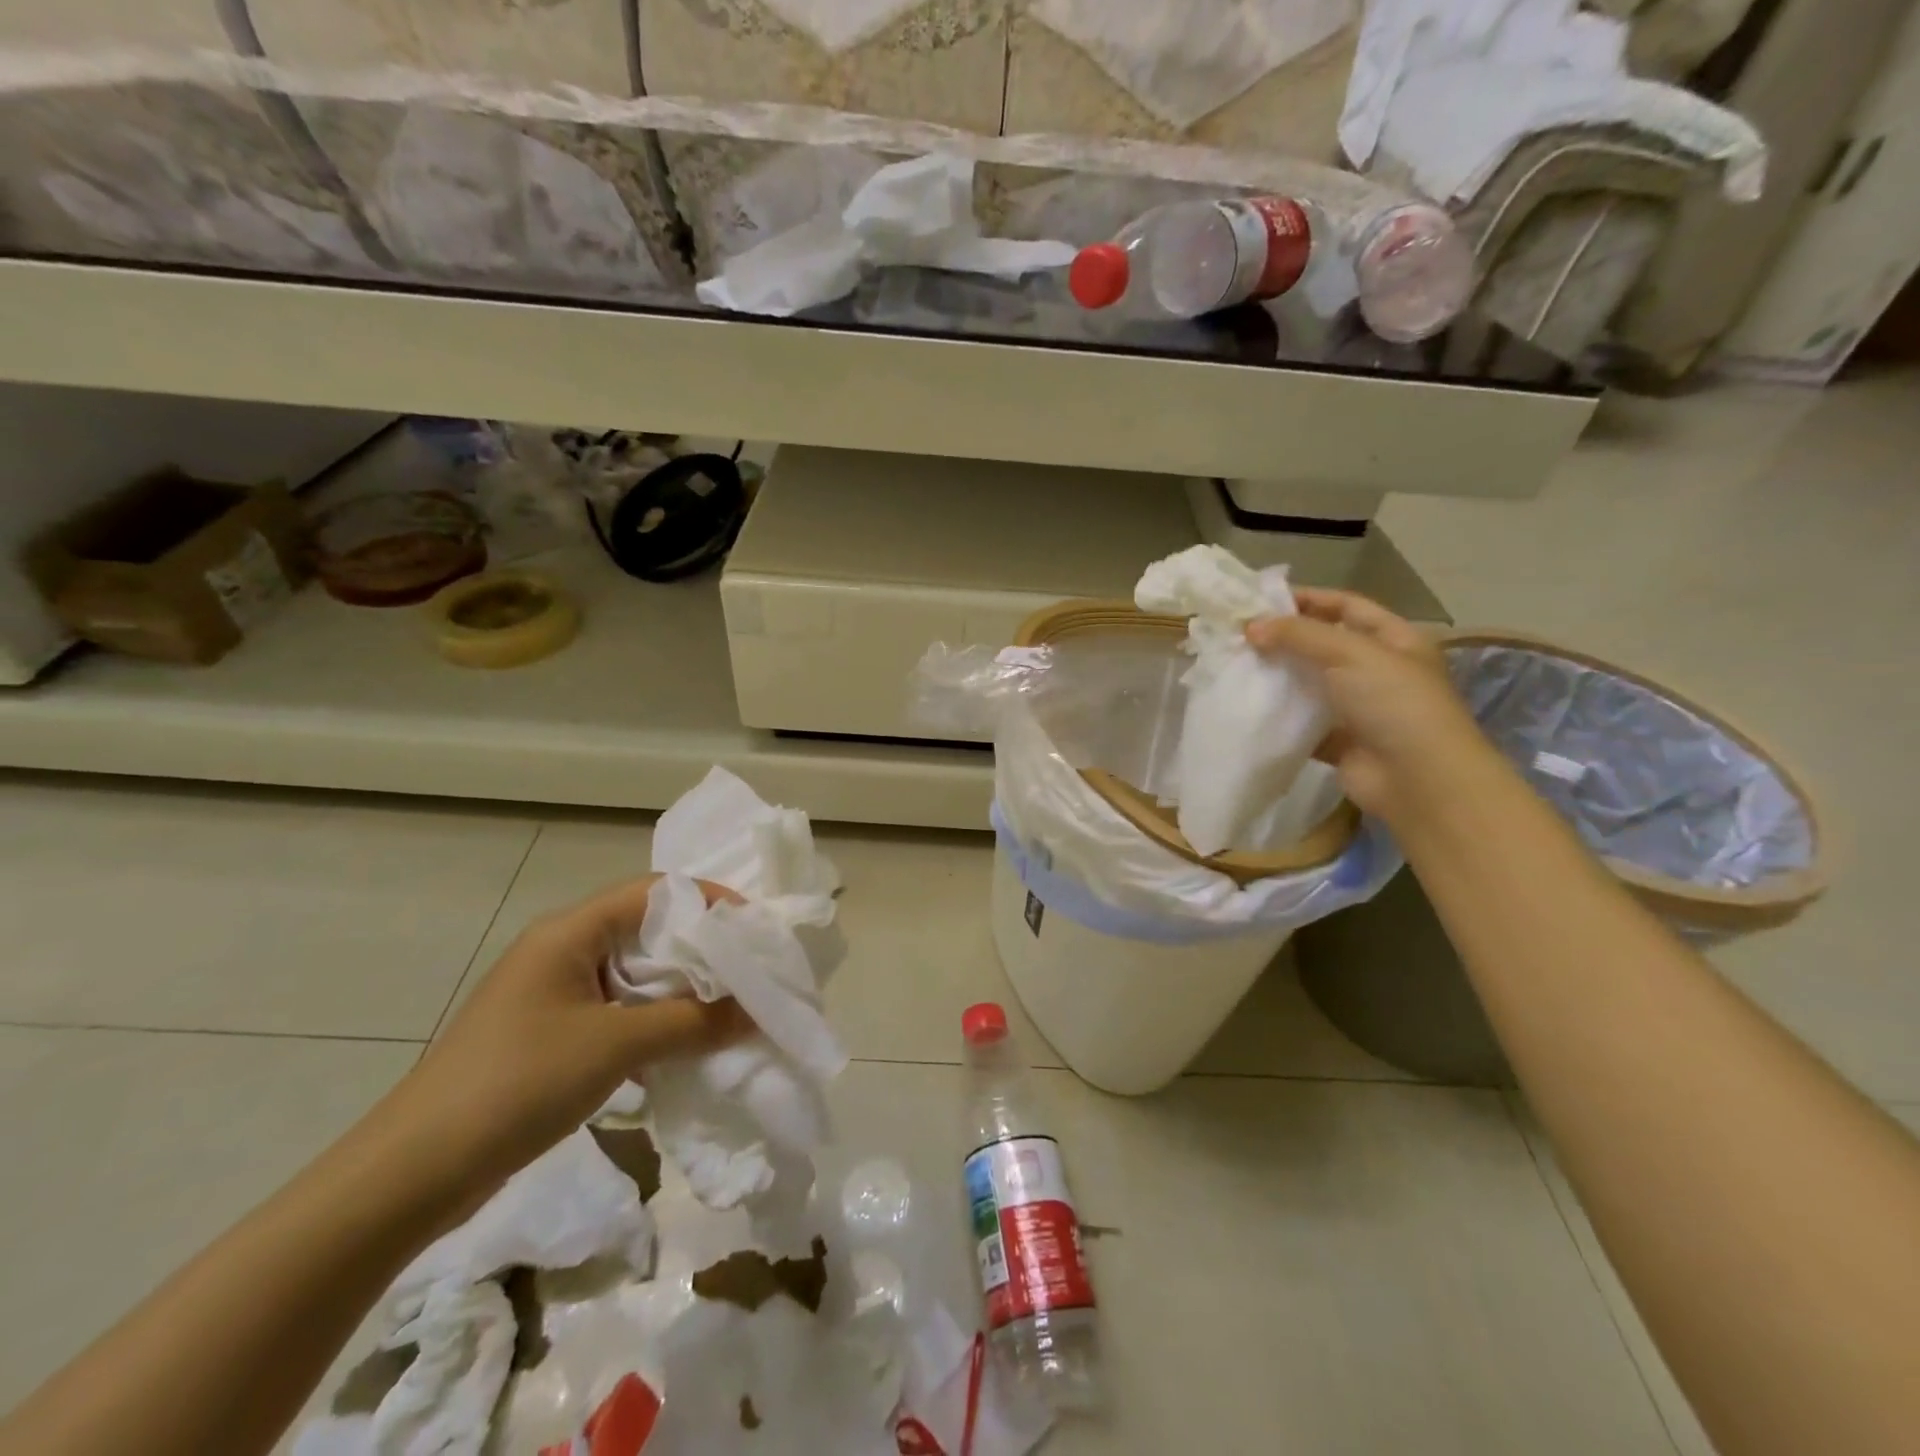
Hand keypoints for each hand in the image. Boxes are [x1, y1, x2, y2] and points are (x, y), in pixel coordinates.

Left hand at [391, 875, 750, 1191]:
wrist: (411, 1175)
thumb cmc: (517, 1084)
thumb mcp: (615, 1046)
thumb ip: (693, 1022)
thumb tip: (758, 1011)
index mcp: (570, 932)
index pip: (655, 892)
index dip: (709, 901)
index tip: (755, 927)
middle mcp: (562, 950)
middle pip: (648, 930)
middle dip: (702, 949)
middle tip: (752, 969)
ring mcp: (553, 993)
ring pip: (635, 974)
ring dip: (681, 989)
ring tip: (730, 1007)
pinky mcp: (550, 1033)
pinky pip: (618, 1010)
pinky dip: (655, 1020)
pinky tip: (684, 1045)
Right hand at [1247, 588, 1493, 823]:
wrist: (1417, 779)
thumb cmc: (1394, 703)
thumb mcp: (1351, 653)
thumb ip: (1300, 635)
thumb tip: (1251, 626)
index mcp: (1394, 640)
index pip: (1346, 607)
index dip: (1308, 599)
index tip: (1261, 601)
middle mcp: (1378, 670)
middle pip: (1324, 645)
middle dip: (1285, 639)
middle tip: (1240, 636)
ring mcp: (1359, 708)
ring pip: (1310, 684)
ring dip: (1278, 676)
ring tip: (1236, 667)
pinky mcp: (1339, 741)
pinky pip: (1302, 722)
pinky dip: (1279, 717)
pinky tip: (1248, 707)